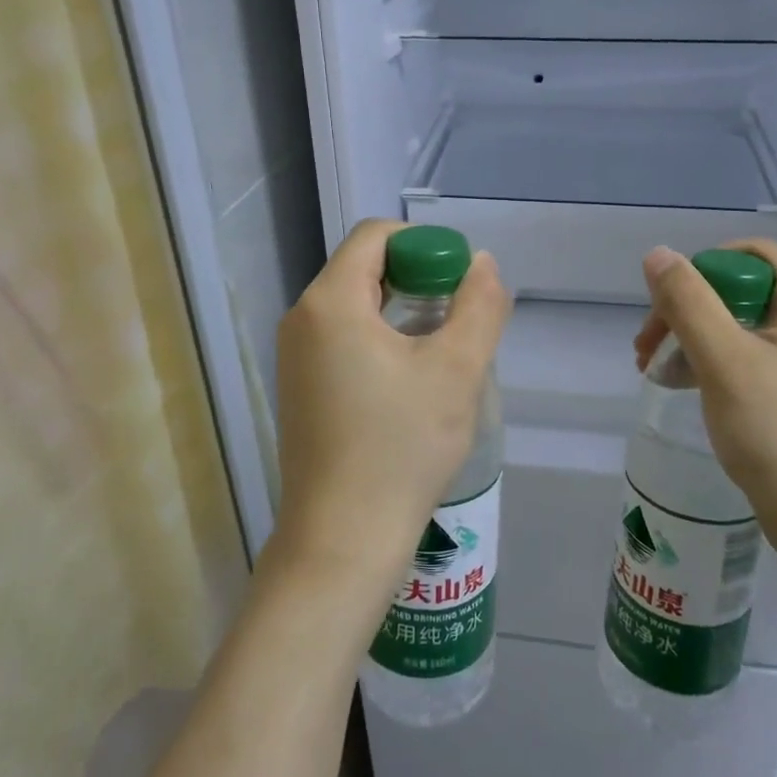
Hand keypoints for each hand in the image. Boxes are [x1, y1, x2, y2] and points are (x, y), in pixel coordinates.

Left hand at [272, 220, 510, 602]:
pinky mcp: (300, 388)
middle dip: (417, 279)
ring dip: (402, 312)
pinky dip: (381, 340)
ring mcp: (295, 357)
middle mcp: (302, 319)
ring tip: (443, 351)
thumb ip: (479, 306)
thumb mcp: (456, 371)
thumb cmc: (401, 449)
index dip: (424, 246)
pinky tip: (411, 382)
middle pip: (364, 268)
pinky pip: (343, 339)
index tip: (460, 283)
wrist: (342, 540)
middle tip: (459, 319)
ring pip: (356, 306)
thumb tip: (482, 264)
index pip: (376, 236)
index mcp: (330, 302)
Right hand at [636, 240, 776, 574]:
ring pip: (741, 326)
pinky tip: (686, 388)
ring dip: (693, 340)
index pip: (752, 253)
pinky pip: (752, 358)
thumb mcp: (724, 361)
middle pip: (741, 289)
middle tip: (647, 347)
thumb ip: (688, 302)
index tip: (666, 306)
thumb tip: (658, 254)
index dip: (702, 269)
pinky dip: (714, 364)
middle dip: (687, 311)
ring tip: (655, 372)